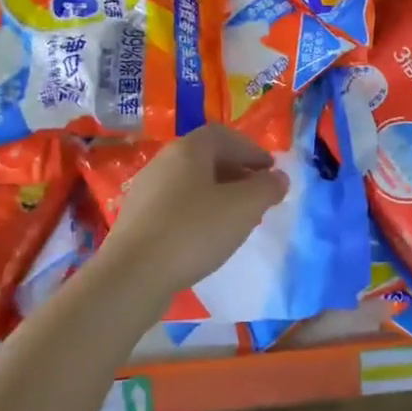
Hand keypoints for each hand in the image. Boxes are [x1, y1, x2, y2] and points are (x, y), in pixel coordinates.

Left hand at [100, 125, 288, 299]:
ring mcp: (146, 190)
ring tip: (238, 218)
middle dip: (237, 172)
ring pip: (191, 182)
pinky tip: (208, 237)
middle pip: (206, 157)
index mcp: (188, 149)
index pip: (224, 135)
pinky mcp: (137, 219)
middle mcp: (164, 161)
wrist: (133, 275)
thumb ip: (267, 188)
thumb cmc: (193, 231)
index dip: (251, 150)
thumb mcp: (243, 208)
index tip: (271, 171)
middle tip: (258, 194)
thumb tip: (278, 177)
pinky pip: (176, 204)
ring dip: (219, 193)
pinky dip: (199, 211)